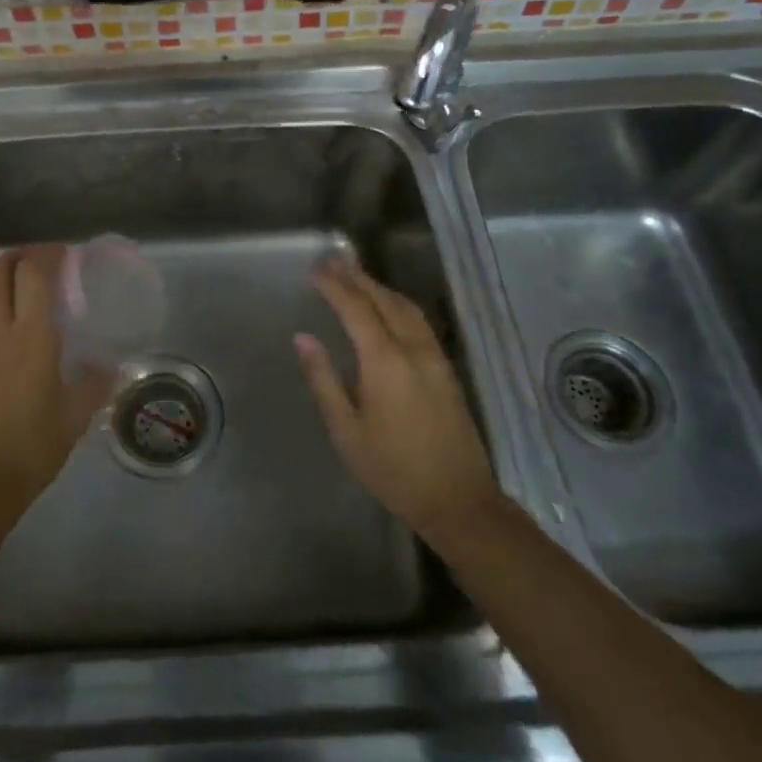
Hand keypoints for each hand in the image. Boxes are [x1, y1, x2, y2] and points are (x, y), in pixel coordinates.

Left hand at [0, 245, 111, 520]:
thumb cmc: (35, 445)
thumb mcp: (76, 415)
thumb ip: (96, 384)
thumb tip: (112, 368)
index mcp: (33, 336)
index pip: (33, 273)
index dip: (47, 254)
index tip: (64, 255)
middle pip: (0, 270)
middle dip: (20, 256)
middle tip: (39, 263)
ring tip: (11, 279)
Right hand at [295, 258, 501, 543]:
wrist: (458, 499)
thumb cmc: (392, 469)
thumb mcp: (346, 429)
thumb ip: (323, 379)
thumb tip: (303, 338)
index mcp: (384, 361)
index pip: (355, 308)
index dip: (334, 285)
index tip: (315, 269)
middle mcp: (413, 348)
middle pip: (383, 300)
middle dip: (356, 277)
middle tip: (332, 261)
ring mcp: (434, 357)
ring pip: (406, 307)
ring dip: (379, 287)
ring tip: (356, 276)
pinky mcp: (446, 368)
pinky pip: (419, 321)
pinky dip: (397, 303)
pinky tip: (388, 307)